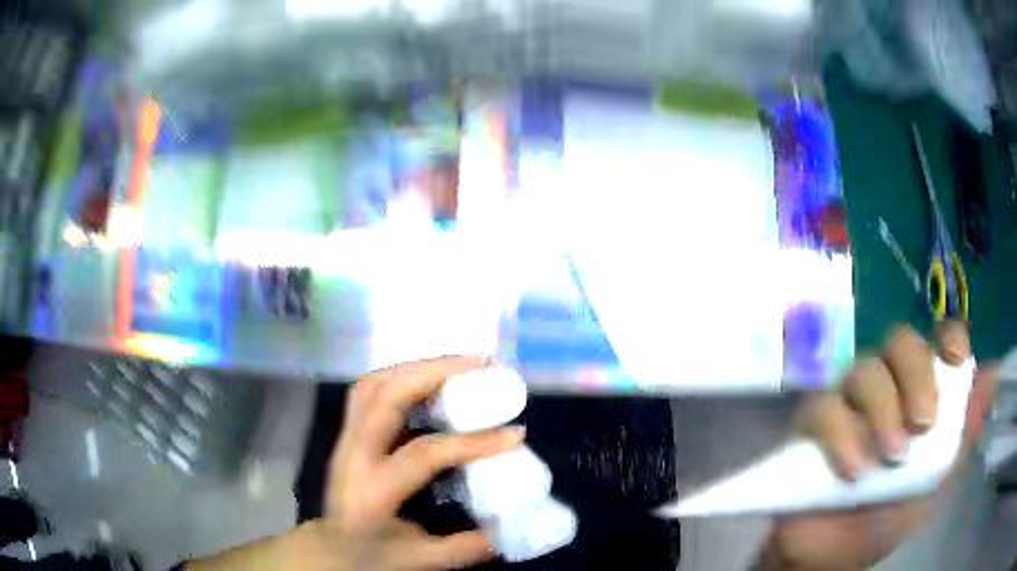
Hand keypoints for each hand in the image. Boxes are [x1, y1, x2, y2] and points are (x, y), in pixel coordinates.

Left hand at [188, 356, 524, 570]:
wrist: (329, 546)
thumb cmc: (369, 555)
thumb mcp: (417, 560)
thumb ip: (461, 548)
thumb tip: (507, 530)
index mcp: (372, 491)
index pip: (422, 454)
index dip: (470, 442)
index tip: (515, 433)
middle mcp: (353, 454)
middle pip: (386, 396)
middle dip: (435, 372)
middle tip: (481, 364)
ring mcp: (346, 438)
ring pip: (374, 383)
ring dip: (418, 365)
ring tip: (459, 362)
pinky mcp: (348, 431)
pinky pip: (371, 388)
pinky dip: (402, 374)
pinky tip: (430, 376)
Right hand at [759, 322, 997, 570]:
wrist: (829, 557)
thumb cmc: (888, 518)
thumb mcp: (935, 483)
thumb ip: (965, 435)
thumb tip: (994, 377)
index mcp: (918, 392)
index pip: (937, 340)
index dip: (949, 338)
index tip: (957, 361)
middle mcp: (886, 385)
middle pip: (900, 342)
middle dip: (915, 374)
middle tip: (922, 424)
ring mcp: (848, 400)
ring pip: (865, 370)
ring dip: (882, 409)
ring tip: (888, 460)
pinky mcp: (812, 423)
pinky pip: (826, 408)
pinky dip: (843, 434)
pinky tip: (853, 471)